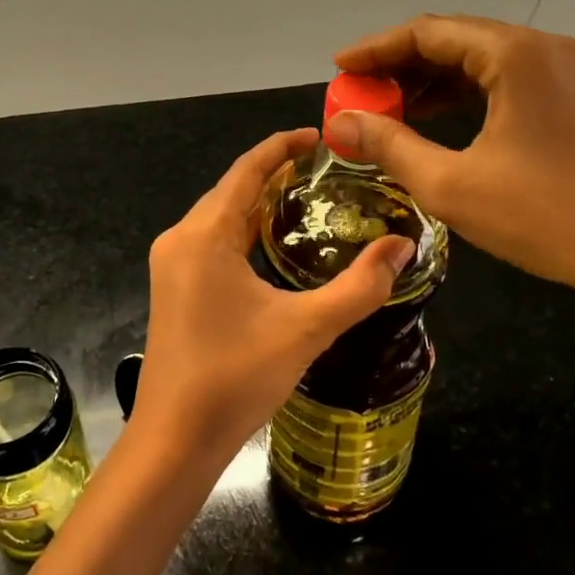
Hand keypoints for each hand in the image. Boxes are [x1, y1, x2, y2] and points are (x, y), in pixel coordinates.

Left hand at [135, 128, 413, 458]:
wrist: (174, 439)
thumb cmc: (235, 378)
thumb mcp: (306, 329)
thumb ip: (359, 287)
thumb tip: (402, 246)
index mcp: (204, 235)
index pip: (246, 170)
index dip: (281, 147)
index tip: (318, 136)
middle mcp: (181, 239)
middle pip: (231, 189)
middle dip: (274, 173)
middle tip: (324, 170)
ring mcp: (172, 263)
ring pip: (219, 215)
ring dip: (258, 202)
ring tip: (306, 197)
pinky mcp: (173, 286)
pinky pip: (211, 240)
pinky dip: (243, 229)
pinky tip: (272, 243)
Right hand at [330, 14, 574, 307]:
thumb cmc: (544, 217)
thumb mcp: (451, 184)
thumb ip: (389, 145)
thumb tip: (339, 122)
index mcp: (515, 54)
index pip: (428, 32)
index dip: (376, 48)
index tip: (338, 69)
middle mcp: (541, 48)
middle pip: (452, 38)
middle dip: (399, 64)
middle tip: (357, 92)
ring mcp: (561, 70)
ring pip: (477, 58)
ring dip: (428, 78)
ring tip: (385, 107)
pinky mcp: (569, 95)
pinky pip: (501, 78)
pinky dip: (460, 92)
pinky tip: (431, 117)